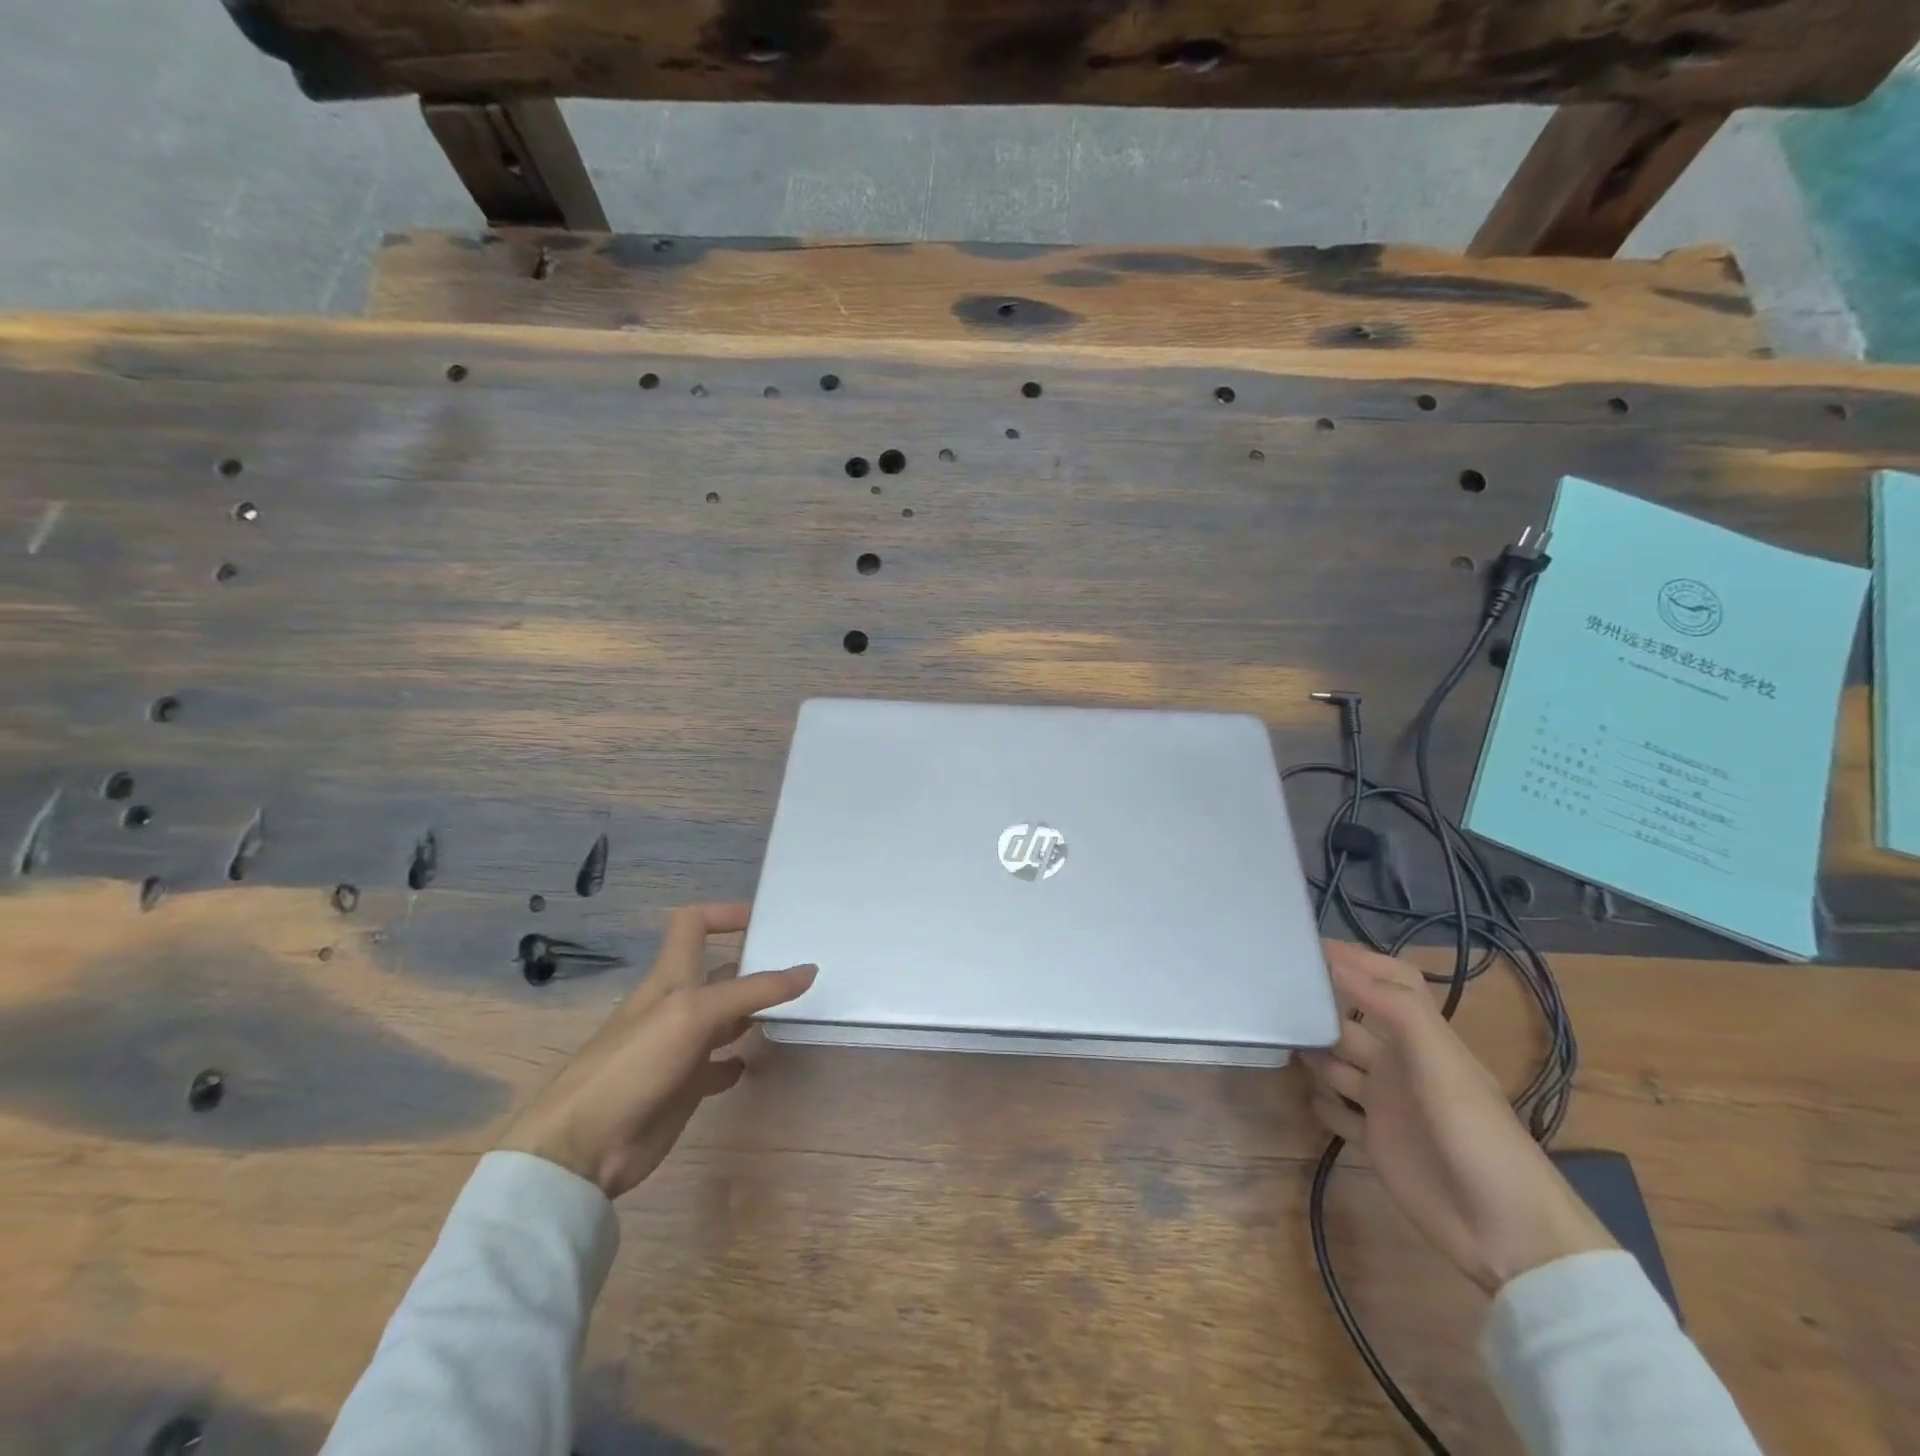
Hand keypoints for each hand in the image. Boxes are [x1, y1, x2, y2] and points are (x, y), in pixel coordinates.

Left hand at [498, 902, 815, 1199]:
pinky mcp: (683, 1085)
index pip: (694, 924)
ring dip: (753, 1012)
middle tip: (803, 968)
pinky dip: (737, 1061)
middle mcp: (678, 1004)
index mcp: (672, 975)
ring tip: (794, 1011)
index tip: (767, 921)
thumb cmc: (636, 1063)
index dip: (725, 913)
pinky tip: (754, 1064)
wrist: (584, 1146)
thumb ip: (754, 990)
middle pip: (720, 971)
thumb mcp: (697, 1013)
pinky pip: (718, 1064)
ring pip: (725, 1017)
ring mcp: (680, 1046)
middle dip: (755, 966)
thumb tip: (809, 970)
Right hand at [1301, 942, 1614, 1293]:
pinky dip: (1321, 1104)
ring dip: (1313, 1054)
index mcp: (1422, 1038)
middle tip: (1274, 998)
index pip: (1391, 982)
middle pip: (1352, 1022)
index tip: (1309, 950)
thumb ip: (1390, 1007)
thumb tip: (1334, 960)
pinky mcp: (1375, 1142)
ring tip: (1279, 1044)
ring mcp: (1386, 1104)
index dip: (1358, 961)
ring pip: (1337, 1064)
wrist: (1507, 1233)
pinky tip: (1307, 1099)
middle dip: (1321, 1009)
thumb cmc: (1475, 1133)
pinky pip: (1337, 1113)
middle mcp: (1400, 1064)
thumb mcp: (1438, 1060)